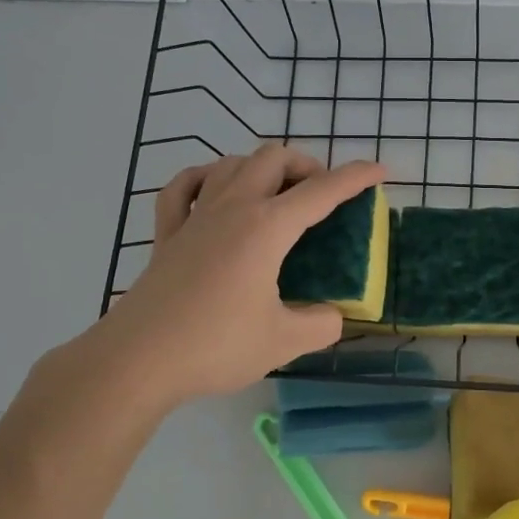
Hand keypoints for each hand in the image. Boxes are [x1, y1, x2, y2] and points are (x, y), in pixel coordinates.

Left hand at [25, 145, 387, 426]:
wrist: (138, 360)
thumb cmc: (216, 346)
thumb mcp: (285, 342)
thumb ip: (321, 324)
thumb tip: (331, 315)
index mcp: (267, 228)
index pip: (322, 191)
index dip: (356, 178)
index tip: (381, 171)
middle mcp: (232, 208)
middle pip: (273, 158)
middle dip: (307, 165)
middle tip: (322, 194)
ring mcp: (194, 217)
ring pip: (231, 163)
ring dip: (262, 167)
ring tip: (277, 193)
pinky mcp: (166, 235)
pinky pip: (183, 188)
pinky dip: (205, 178)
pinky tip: (213, 190)